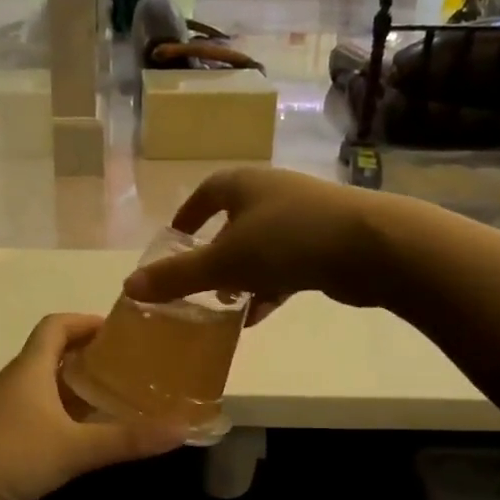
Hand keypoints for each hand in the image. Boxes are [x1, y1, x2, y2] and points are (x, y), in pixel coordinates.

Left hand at [0, 314, 186, 499]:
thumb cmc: (13, 457)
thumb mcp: (76, 447)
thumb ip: (127, 438)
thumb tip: (182, 428)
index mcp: (31, 368)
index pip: (57, 325)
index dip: (87, 321)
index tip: (122, 331)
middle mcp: (19, 381)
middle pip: (55, 352)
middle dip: (91, 353)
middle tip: (131, 363)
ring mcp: (11, 409)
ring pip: (50, 383)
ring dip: (80, 384)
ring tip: (120, 393)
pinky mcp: (9, 434)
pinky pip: (44, 410)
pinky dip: (69, 411)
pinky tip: (91, 430)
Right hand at [122, 168, 386, 319]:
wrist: (370, 247)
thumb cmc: (286, 241)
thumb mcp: (223, 262)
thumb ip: (176, 276)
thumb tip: (129, 288)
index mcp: (244, 185)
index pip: (205, 195)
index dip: (186, 217)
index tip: (173, 241)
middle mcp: (272, 194)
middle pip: (233, 223)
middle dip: (214, 254)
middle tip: (198, 283)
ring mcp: (302, 217)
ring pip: (260, 247)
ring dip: (242, 276)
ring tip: (226, 306)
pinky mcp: (326, 243)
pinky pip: (286, 265)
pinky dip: (270, 288)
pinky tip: (259, 315)